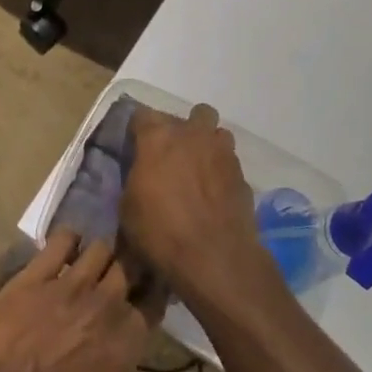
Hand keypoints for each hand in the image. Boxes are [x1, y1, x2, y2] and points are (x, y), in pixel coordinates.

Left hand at [0, 230, 151, 371]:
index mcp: (126, 340)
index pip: (153, 303)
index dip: (152, 295)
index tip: (146, 295)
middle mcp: (105, 303)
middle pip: (131, 267)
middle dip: (131, 267)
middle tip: (122, 273)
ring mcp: (70, 283)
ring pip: (101, 248)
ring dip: (101, 253)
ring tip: (92, 261)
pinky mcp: (36, 274)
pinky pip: (61, 241)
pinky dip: (68, 239)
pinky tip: (65, 247)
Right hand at [121, 104, 282, 315]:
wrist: (214, 257)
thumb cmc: (160, 231)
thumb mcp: (128, 207)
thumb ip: (137, 178)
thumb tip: (145, 173)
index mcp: (158, 137)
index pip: (143, 115)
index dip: (138, 129)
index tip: (136, 145)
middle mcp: (193, 135)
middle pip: (193, 113)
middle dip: (184, 128)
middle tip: (173, 154)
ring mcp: (223, 153)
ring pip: (218, 133)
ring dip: (208, 145)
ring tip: (199, 169)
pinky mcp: (243, 175)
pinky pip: (230, 162)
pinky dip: (221, 172)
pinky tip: (214, 194)